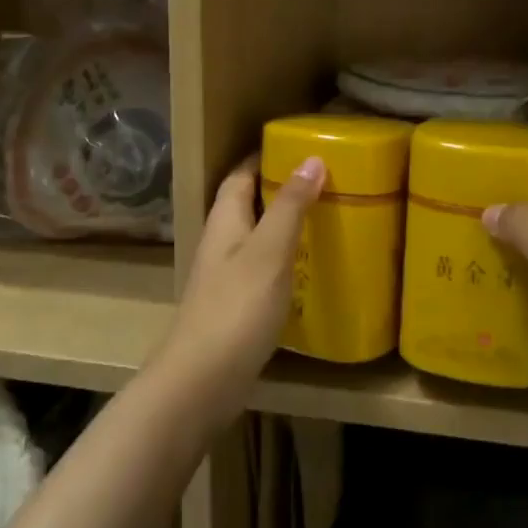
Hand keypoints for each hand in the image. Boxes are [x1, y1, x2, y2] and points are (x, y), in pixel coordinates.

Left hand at [155, 153, 325, 421]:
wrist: (201, 381)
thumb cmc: (236, 308)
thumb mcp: (270, 250)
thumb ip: (290, 206)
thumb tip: (312, 158)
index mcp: (225, 219)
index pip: (242, 174)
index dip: (267, 157)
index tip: (302, 147)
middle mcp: (221, 242)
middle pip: (249, 203)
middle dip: (281, 188)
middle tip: (326, 181)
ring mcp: (225, 276)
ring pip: (257, 236)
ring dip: (285, 224)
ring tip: (325, 218)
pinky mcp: (235, 305)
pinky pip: (262, 267)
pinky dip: (285, 259)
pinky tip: (309, 268)